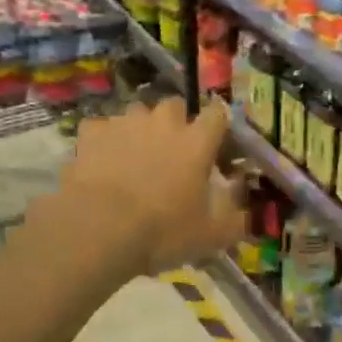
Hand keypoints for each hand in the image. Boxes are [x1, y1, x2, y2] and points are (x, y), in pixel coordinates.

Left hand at [51, 96, 243, 278]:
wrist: (99, 230)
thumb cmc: (163, 231)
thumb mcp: (212, 235)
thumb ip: (236, 219)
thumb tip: (249, 211)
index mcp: (197, 141)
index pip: (217, 114)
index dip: (217, 128)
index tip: (214, 147)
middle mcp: (163, 122)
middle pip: (174, 106)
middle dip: (175, 123)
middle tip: (171, 153)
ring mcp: (125, 123)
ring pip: (137, 114)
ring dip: (139, 130)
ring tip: (133, 158)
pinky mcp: (92, 133)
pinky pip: (101, 128)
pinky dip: (103, 140)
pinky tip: (101, 161)